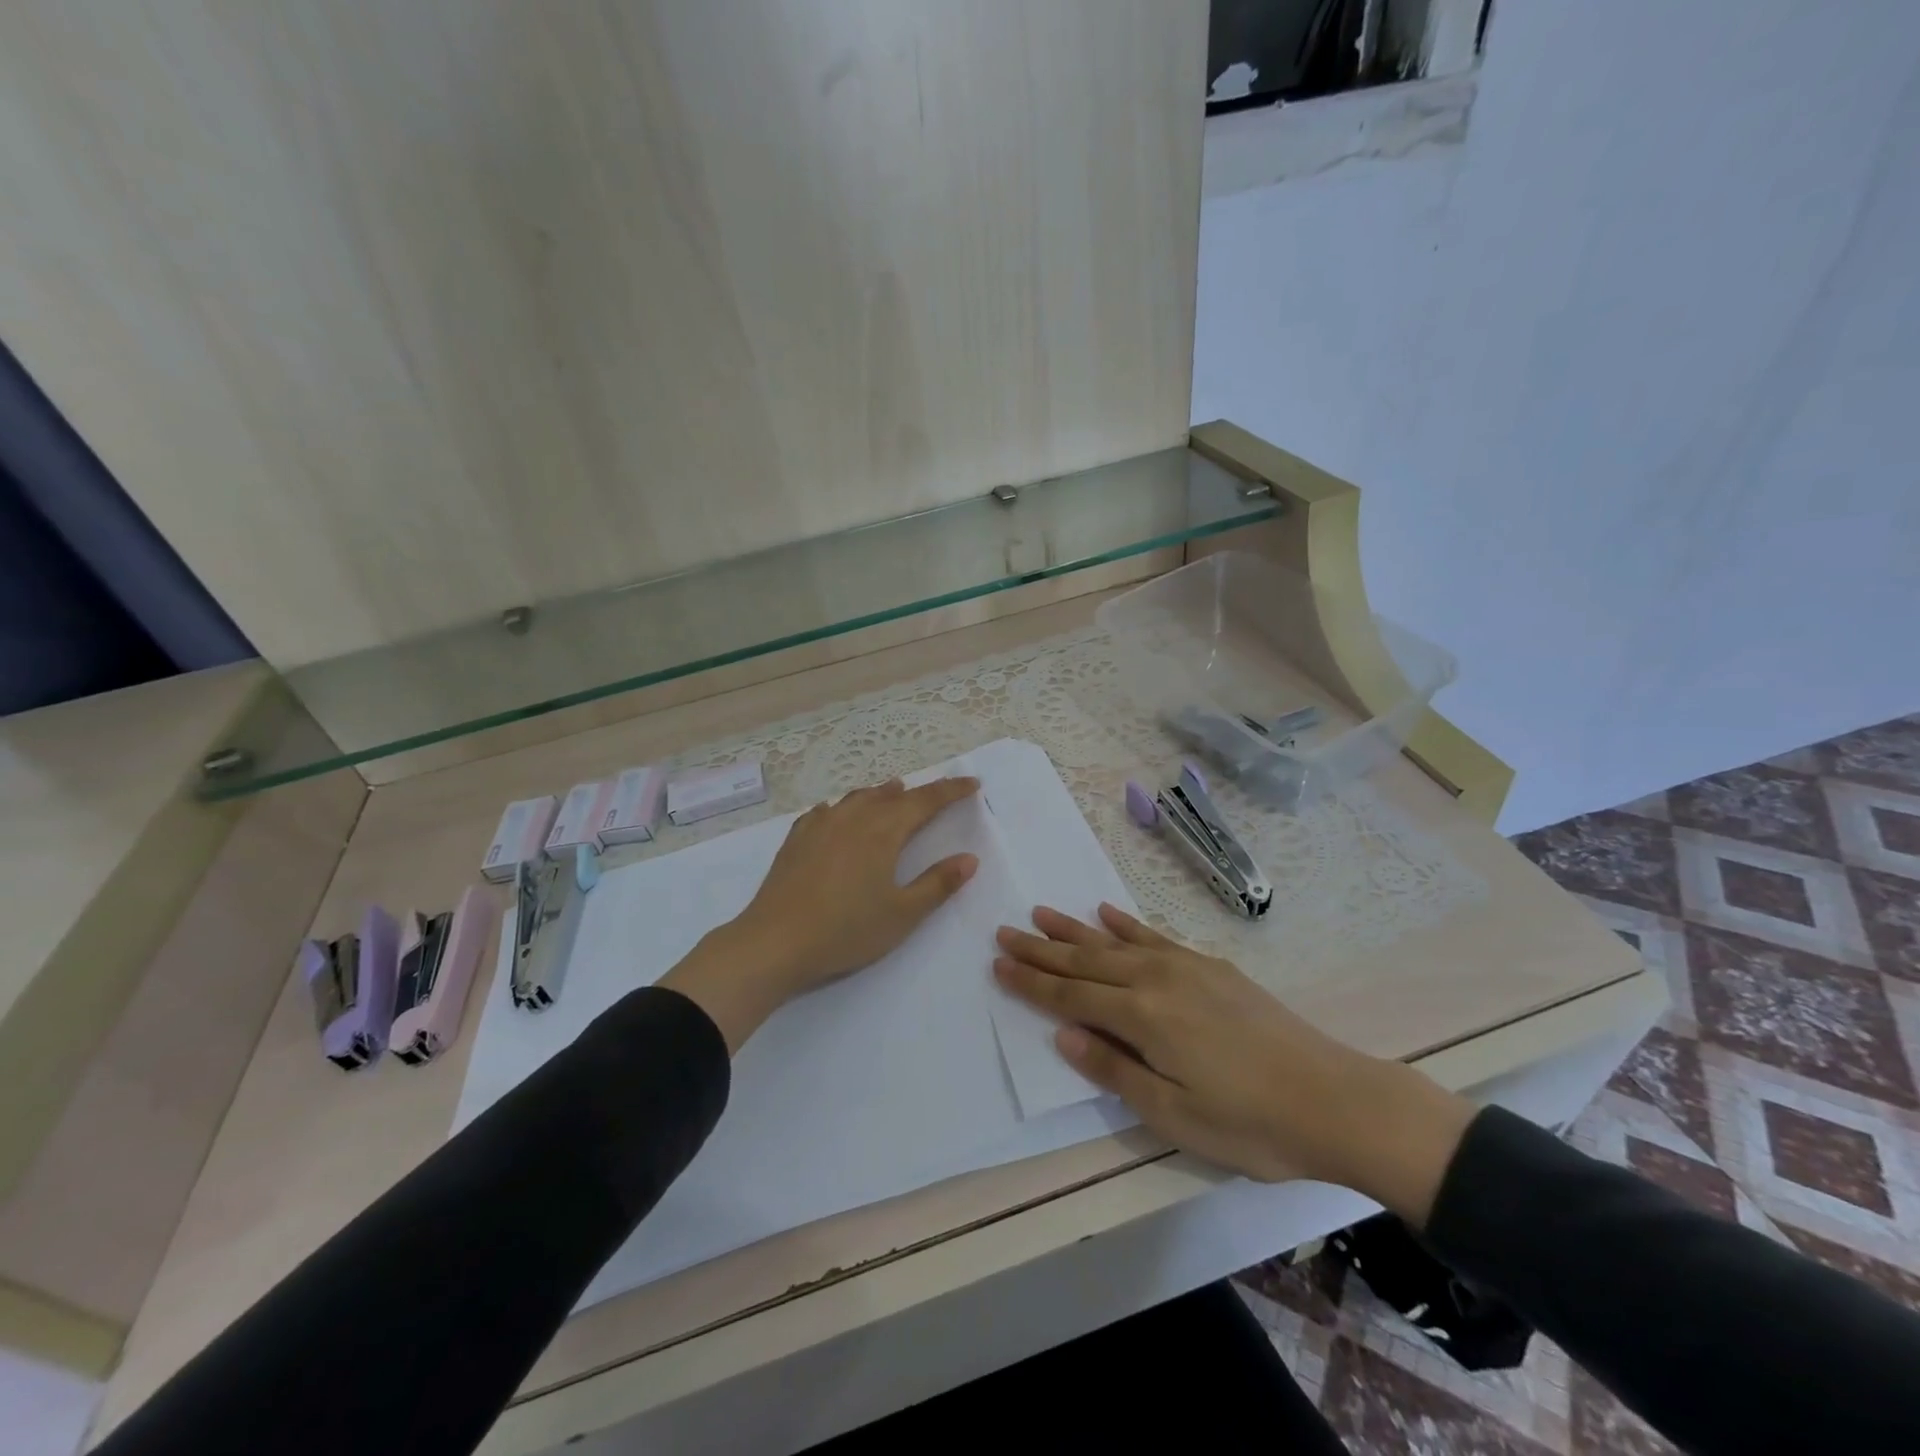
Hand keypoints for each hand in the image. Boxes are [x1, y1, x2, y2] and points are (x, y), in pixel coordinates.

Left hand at [661, 776, 981, 1051]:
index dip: (951, 791)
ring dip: (880, 794)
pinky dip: (843, 807)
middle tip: (938, 792)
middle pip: (893, 796)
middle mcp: (853, 817)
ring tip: (893, 790)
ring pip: (858, 798)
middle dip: (920, 792)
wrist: (774, 942)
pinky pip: (825, 811)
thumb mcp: (902, 914)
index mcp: (884, 831)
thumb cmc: (846, 930)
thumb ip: (938, 884)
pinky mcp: (796, 839)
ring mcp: (820, 824)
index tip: (972, 784)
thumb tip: (969, 859)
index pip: (926, 801)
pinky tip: (835, 813)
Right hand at [993, 904, 1476, 1225]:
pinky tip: (1107, 913)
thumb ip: (1115, 1071)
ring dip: (1075, 929)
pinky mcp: (1210, 966)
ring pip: (1115, 942)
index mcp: (1143, 1018)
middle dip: (1042, 949)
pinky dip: (1127, 924)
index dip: (1032, 983)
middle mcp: (1157, 980)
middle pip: (1086, 961)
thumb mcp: (1175, 1116)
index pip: (1071, 996)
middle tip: (1004, 931)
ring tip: (1041, 913)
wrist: (1335, 1099)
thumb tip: (1064, 1036)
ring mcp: (1185, 967)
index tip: (998, 963)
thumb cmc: (1250, 1123)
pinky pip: (1156, 936)